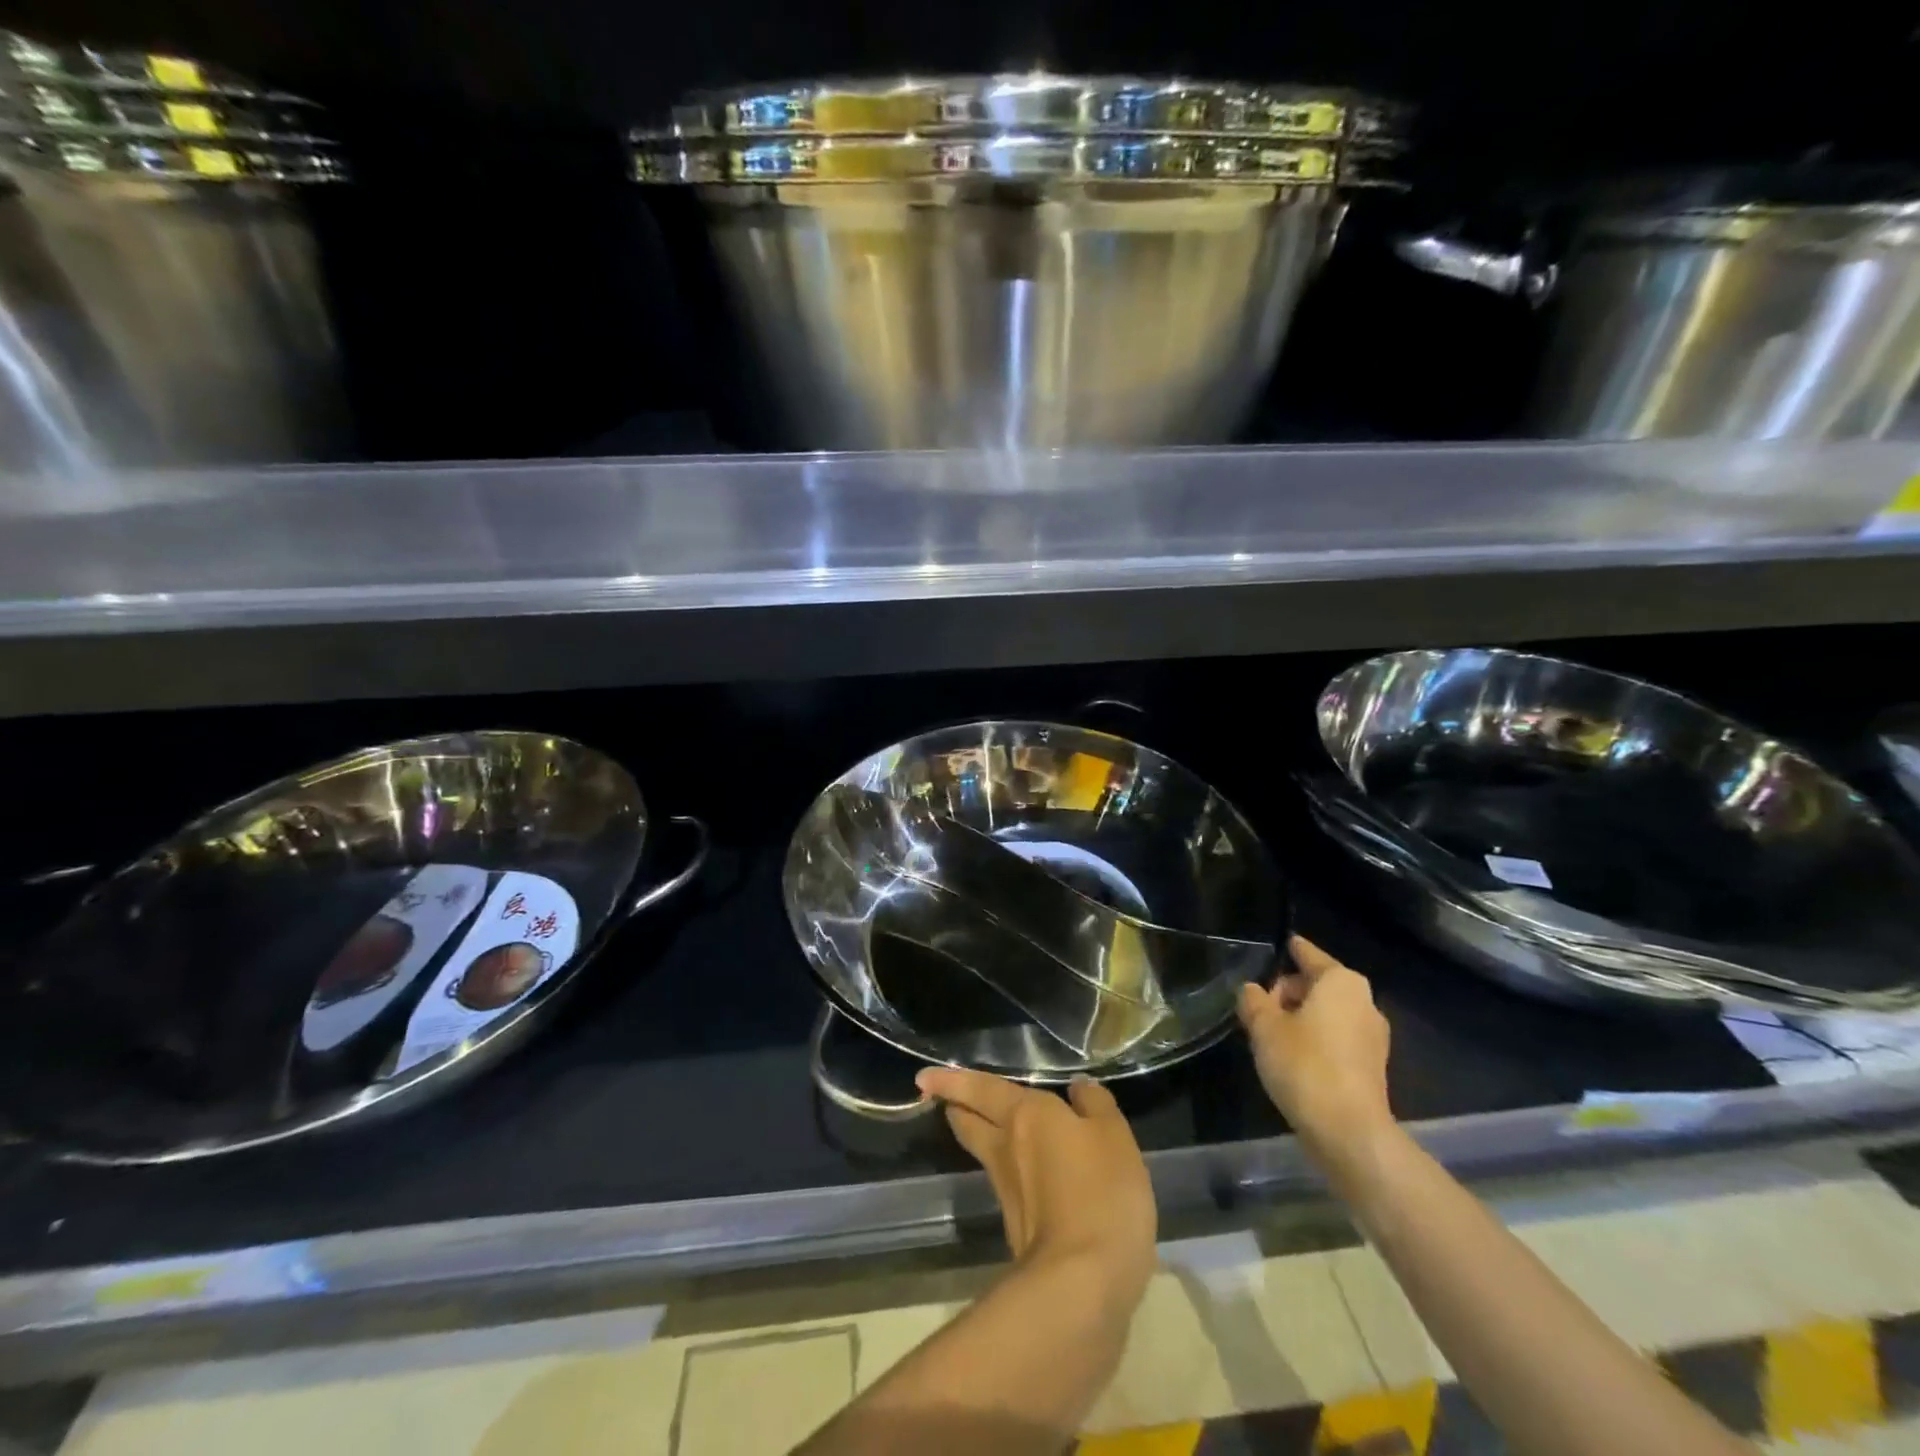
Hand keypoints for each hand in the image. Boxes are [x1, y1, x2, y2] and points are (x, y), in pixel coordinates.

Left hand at [916, 1068, 1156, 1304]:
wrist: (1082, 1284)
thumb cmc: (1100, 1193)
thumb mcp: (1113, 1136)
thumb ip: (1095, 1105)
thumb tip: (1078, 1088)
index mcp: (1024, 1115)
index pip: (980, 1089)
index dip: (951, 1081)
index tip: (923, 1079)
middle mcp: (1005, 1146)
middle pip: (969, 1122)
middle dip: (957, 1108)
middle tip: (948, 1100)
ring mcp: (1005, 1191)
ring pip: (985, 1152)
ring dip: (980, 1138)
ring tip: (987, 1127)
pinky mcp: (1016, 1229)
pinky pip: (1007, 1184)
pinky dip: (1009, 1171)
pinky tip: (1025, 1172)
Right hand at [1237, 935, 1394, 1152]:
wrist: (1349, 1132)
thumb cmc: (1305, 1064)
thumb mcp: (1264, 1027)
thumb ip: (1253, 1000)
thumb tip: (1251, 990)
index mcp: (1341, 982)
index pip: (1308, 954)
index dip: (1290, 950)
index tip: (1279, 945)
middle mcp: (1364, 1002)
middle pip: (1317, 984)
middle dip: (1289, 992)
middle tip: (1259, 1009)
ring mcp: (1373, 1036)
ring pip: (1328, 1013)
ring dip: (1301, 1018)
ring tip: (1271, 1035)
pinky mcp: (1372, 1067)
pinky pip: (1337, 1038)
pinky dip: (1316, 1040)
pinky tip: (1293, 1058)